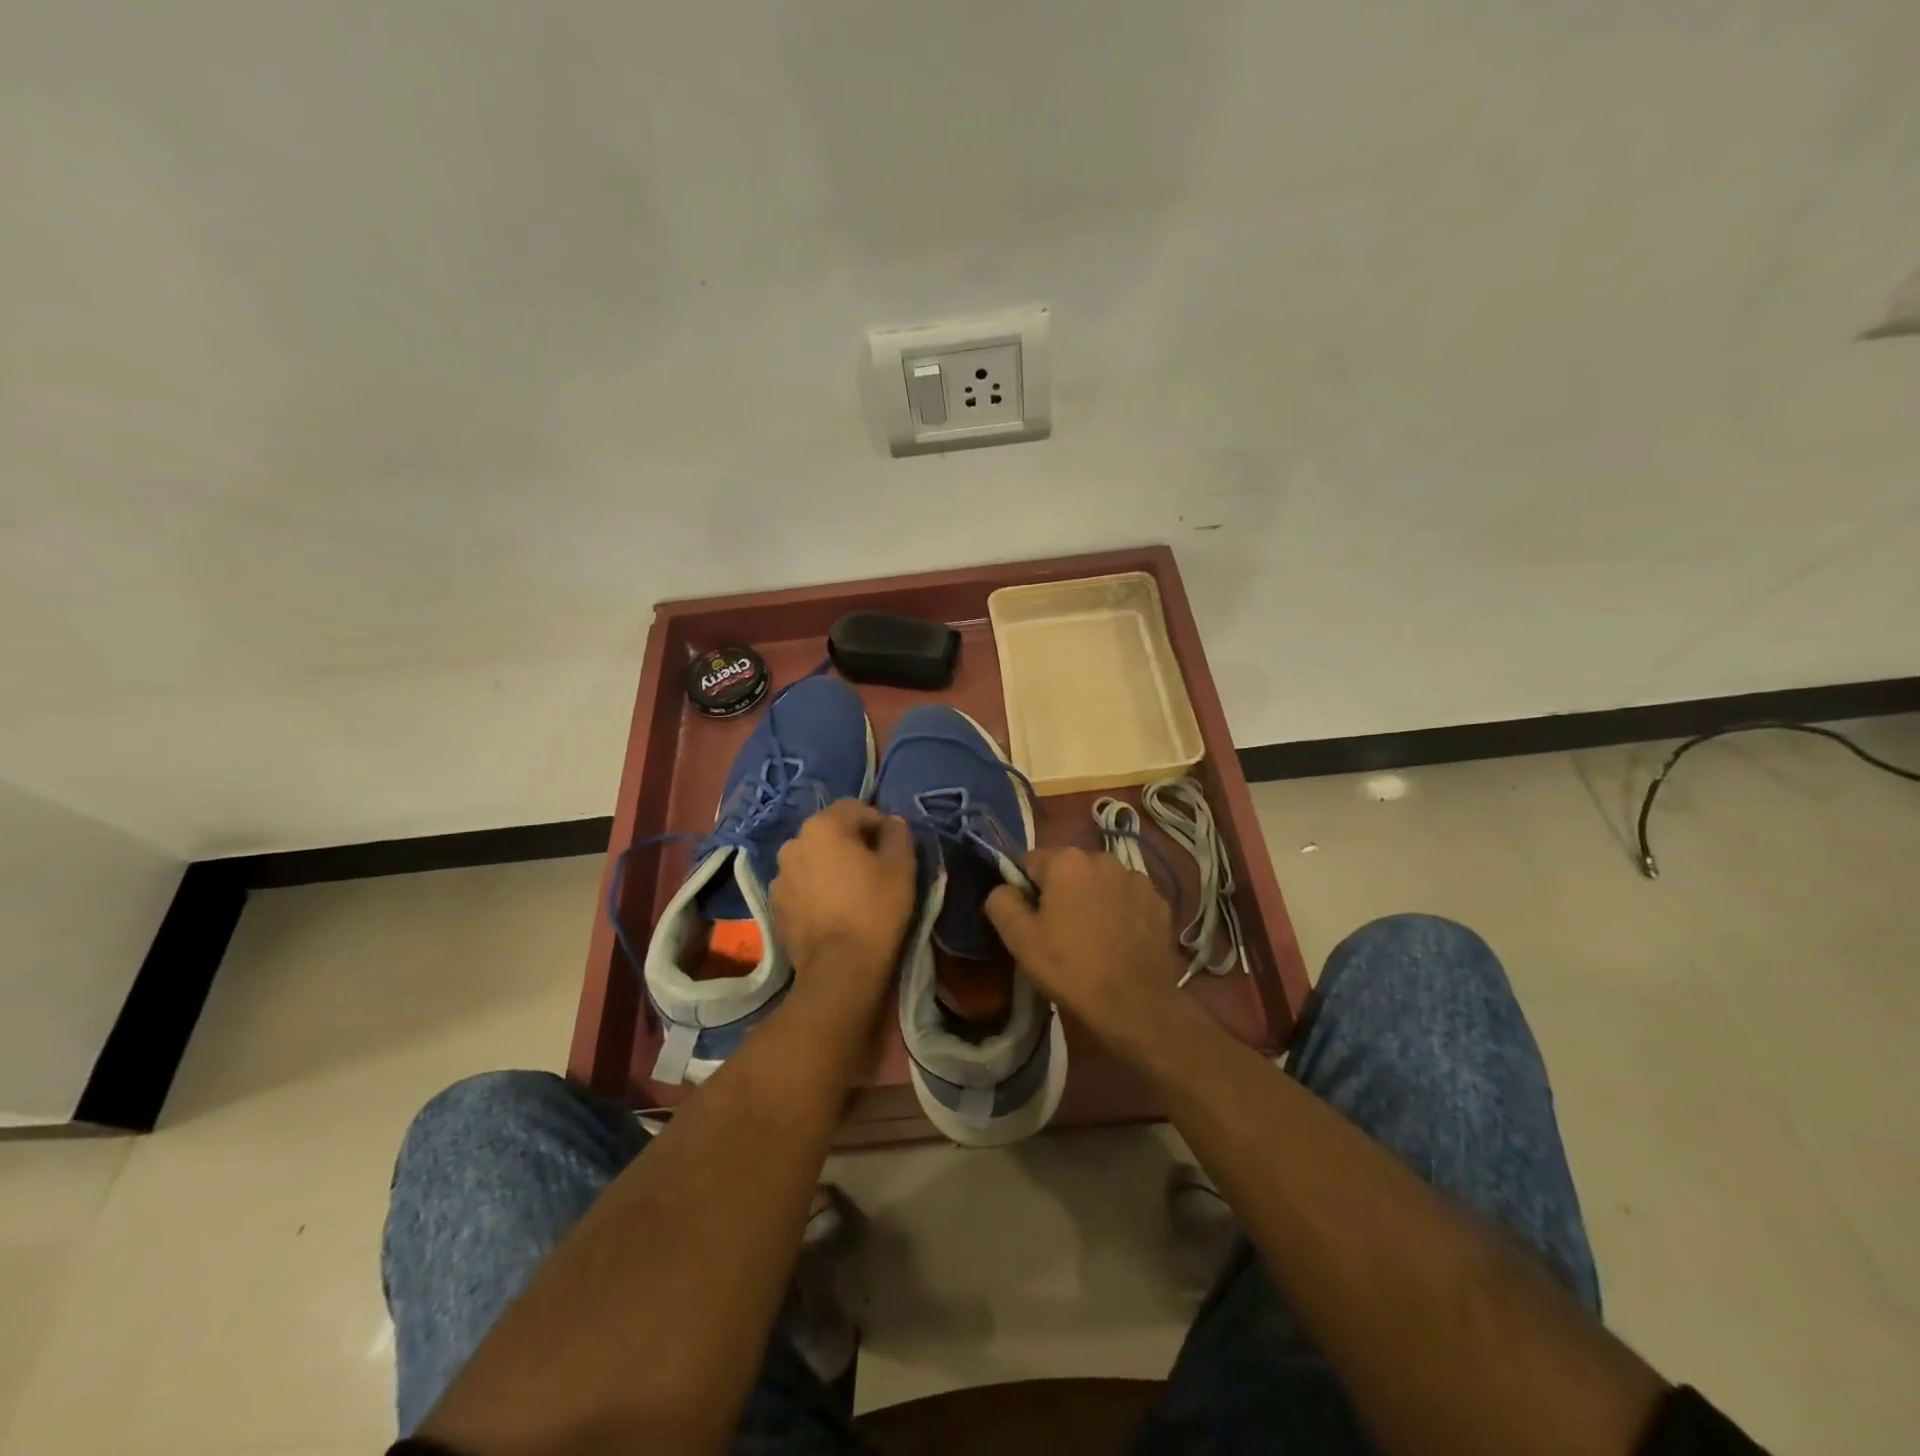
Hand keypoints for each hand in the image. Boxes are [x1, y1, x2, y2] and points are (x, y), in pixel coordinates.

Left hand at [772, 799, 916, 990]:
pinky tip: (834, 911)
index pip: (855, 808)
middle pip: (830, 832)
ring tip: (852, 892)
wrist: (839, 969)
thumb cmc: (875, 909)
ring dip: (831, 866)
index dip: (878, 823)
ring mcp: (779, 876)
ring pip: (813, 858)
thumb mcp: (901, 866)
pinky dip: (816, 889)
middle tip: (875, 868)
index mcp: (822, 826)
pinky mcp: (775, 905)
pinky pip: (802, 885)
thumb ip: (897, 834)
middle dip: (852, 843)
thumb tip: (891, 823)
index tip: (893, 848)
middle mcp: (793, 843)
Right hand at [984, 847, 1183, 1057]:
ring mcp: (1137, 879)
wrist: (1135, 1005)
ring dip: (1093, 899)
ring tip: (1093, 937)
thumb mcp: (1019, 938)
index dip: (1025, 889)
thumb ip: (1001, 901)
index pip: (1031, 862)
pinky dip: (1121, 912)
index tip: (1030, 919)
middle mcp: (1103, 858)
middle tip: (1059, 931)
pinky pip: (1129, 899)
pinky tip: (1119, 941)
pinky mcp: (1160, 902)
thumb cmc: (1070, 967)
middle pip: (1069, 869)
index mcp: (1066, 860)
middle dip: (1061, 891)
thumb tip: (1004, 888)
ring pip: (1101, 883)